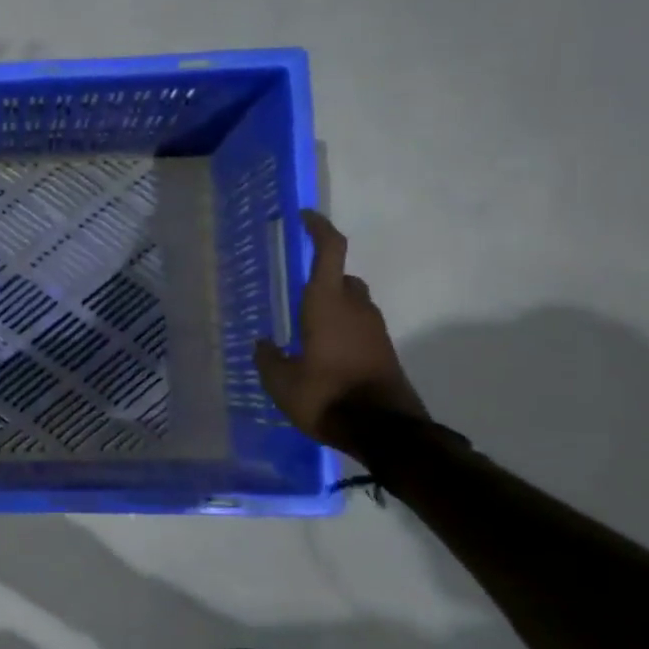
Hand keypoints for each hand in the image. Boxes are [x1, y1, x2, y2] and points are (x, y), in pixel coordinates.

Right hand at [253, 210, 427, 458]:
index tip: (304, 217)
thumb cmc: (326, 397)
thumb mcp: (281, 383)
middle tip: (296, 291)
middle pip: (343, 278)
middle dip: (323, 277)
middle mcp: (356, 309)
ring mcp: (375, 330)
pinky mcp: (384, 351)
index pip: (330, 252)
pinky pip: (360, 327)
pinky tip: (323, 353)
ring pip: (353, 304)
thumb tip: (263, 345)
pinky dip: (342, 330)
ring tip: (306, 328)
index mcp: (328, 304)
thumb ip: (268, 359)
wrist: (385, 432)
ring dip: (334, 306)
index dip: (318, 229)